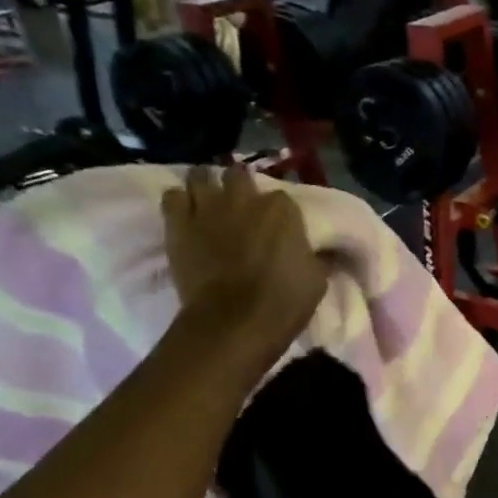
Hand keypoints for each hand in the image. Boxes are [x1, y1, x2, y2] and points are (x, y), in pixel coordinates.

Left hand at [163, 166, 326, 370]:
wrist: (234, 322)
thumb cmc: (283, 302)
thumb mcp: (317, 280)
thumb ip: (317, 258)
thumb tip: (325, 254)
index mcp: (282, 210)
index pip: (283, 198)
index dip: (280, 212)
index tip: (279, 226)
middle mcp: (244, 199)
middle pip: (238, 175)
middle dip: (240, 185)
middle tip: (241, 204)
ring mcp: (207, 208)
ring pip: (200, 176)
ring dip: (206, 185)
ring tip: (209, 199)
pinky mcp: (177, 224)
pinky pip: (172, 197)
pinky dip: (179, 201)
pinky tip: (186, 213)